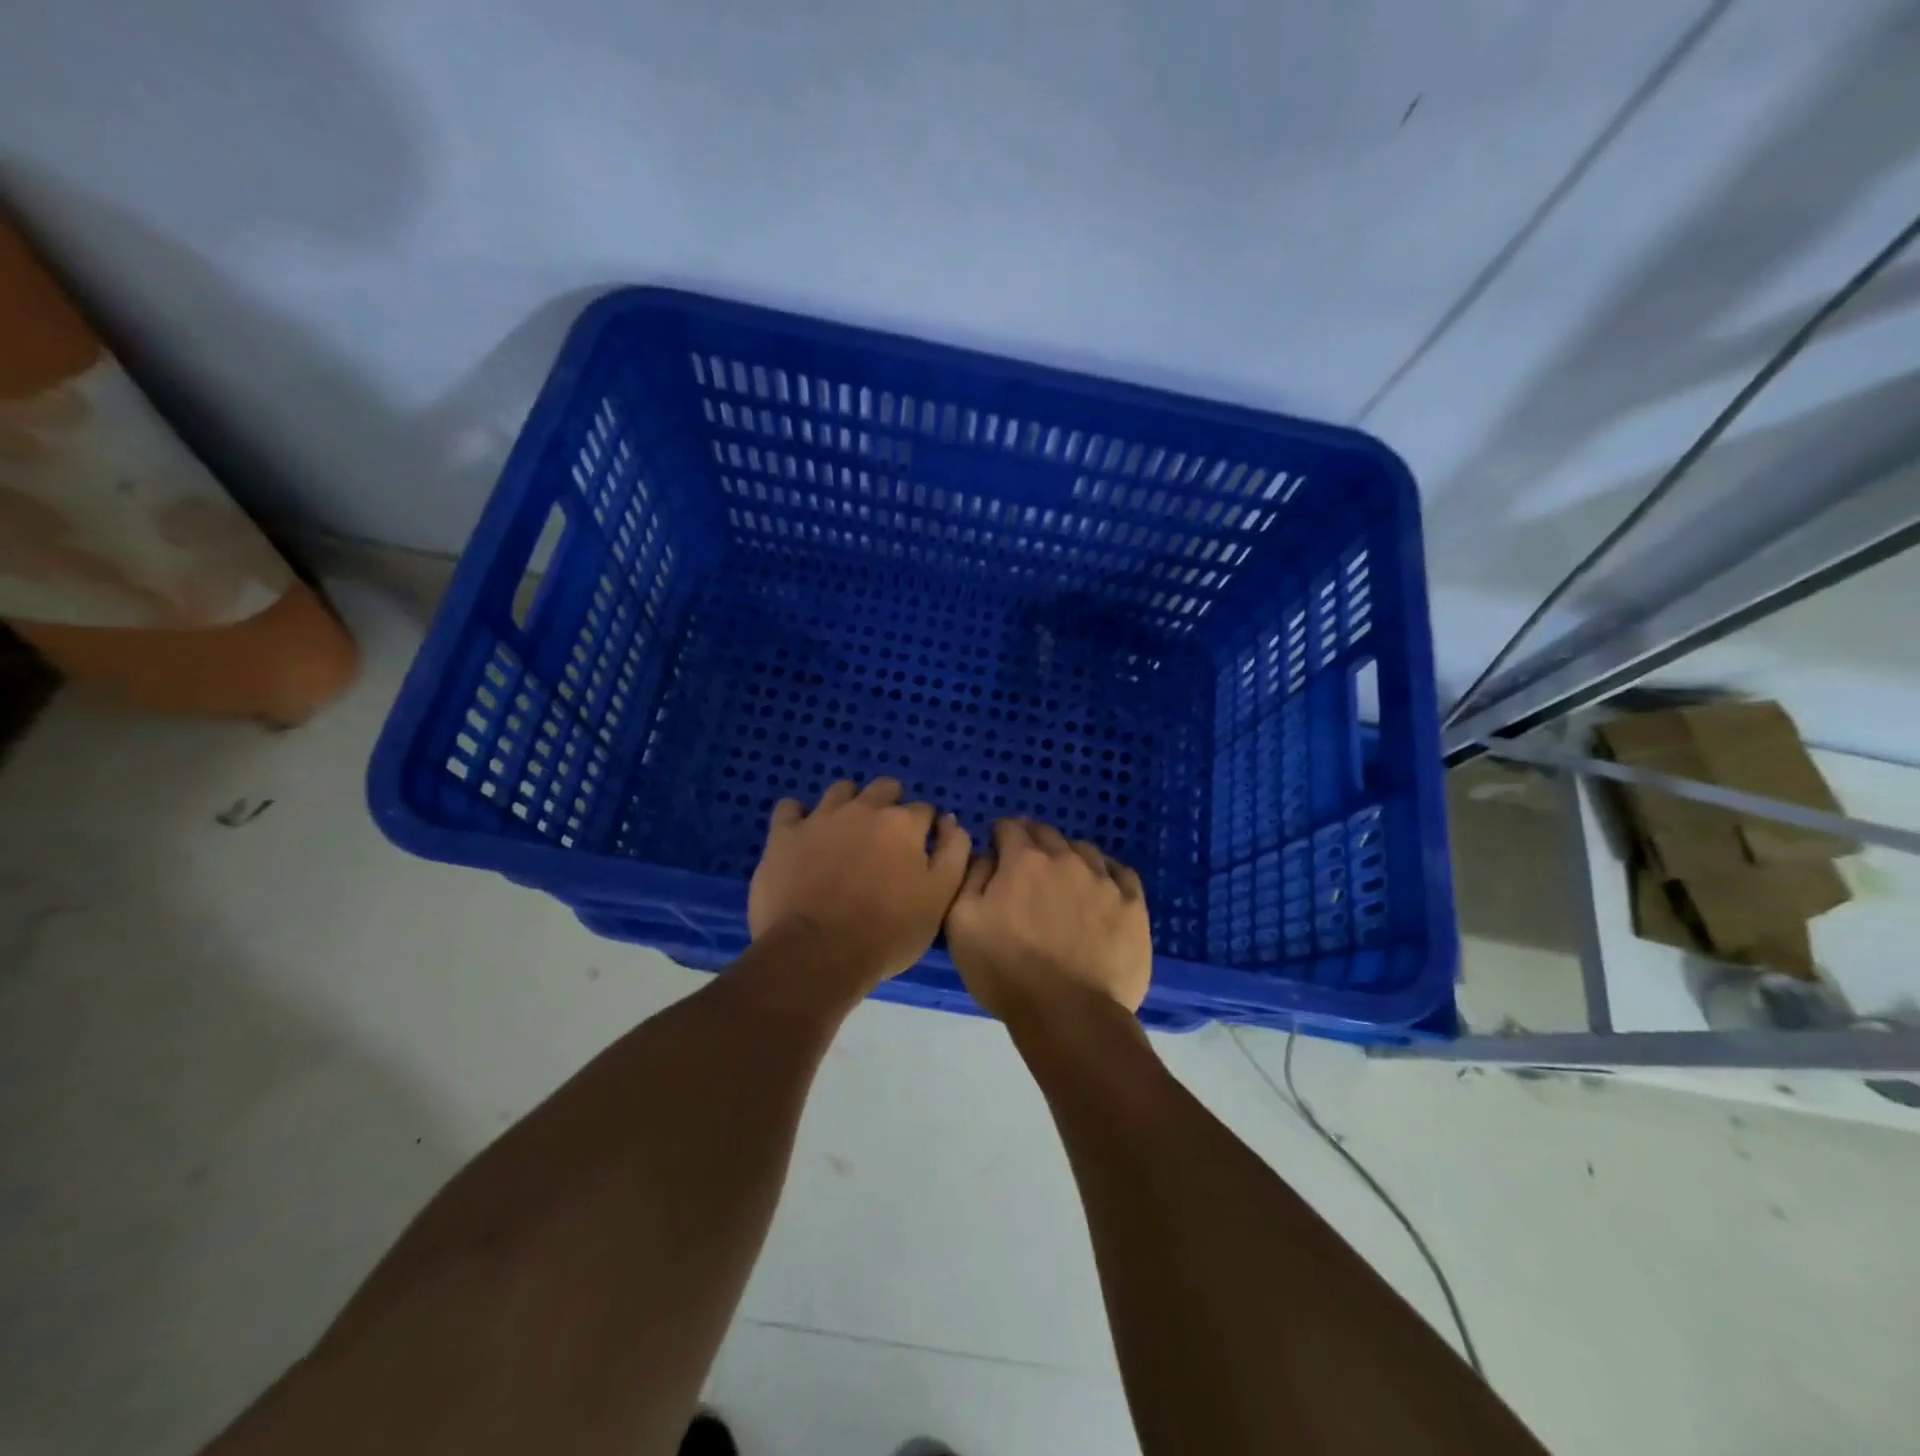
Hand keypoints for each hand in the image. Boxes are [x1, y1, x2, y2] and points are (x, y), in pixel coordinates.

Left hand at [748, 778, 970, 992]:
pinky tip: (803, 833)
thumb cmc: (887, 932)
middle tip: (886, 838)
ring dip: (849, 803)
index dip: (925, 829)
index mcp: (903, 824)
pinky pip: (789, 808)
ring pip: (840, 791)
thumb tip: (951, 822)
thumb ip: (953, 854)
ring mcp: (821, 818)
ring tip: (847, 831)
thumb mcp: (940, 899)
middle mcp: (864, 809)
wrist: (817, 953)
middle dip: (890, 804)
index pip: (924, 810)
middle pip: (884, 789)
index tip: (920, 850)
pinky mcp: (784, 834)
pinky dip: (798, 816)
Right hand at [944, 819, 1152, 1024]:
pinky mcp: (1134, 905)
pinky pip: (1121, 874)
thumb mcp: (961, 924)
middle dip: (1032, 843)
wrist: (1069, 1015)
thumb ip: (970, 878)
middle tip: (1026, 868)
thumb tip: (986, 855)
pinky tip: (1100, 891)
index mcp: (1024, 860)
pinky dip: (1106, 875)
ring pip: (1084, 851)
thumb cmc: (1007, 972)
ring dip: (1069, 857)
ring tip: (1064, 882)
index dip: (999, 836)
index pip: (1009, 827)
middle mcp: (1066, 859)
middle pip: (1047, 834)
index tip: (996, 850)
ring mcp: (1104, 880)